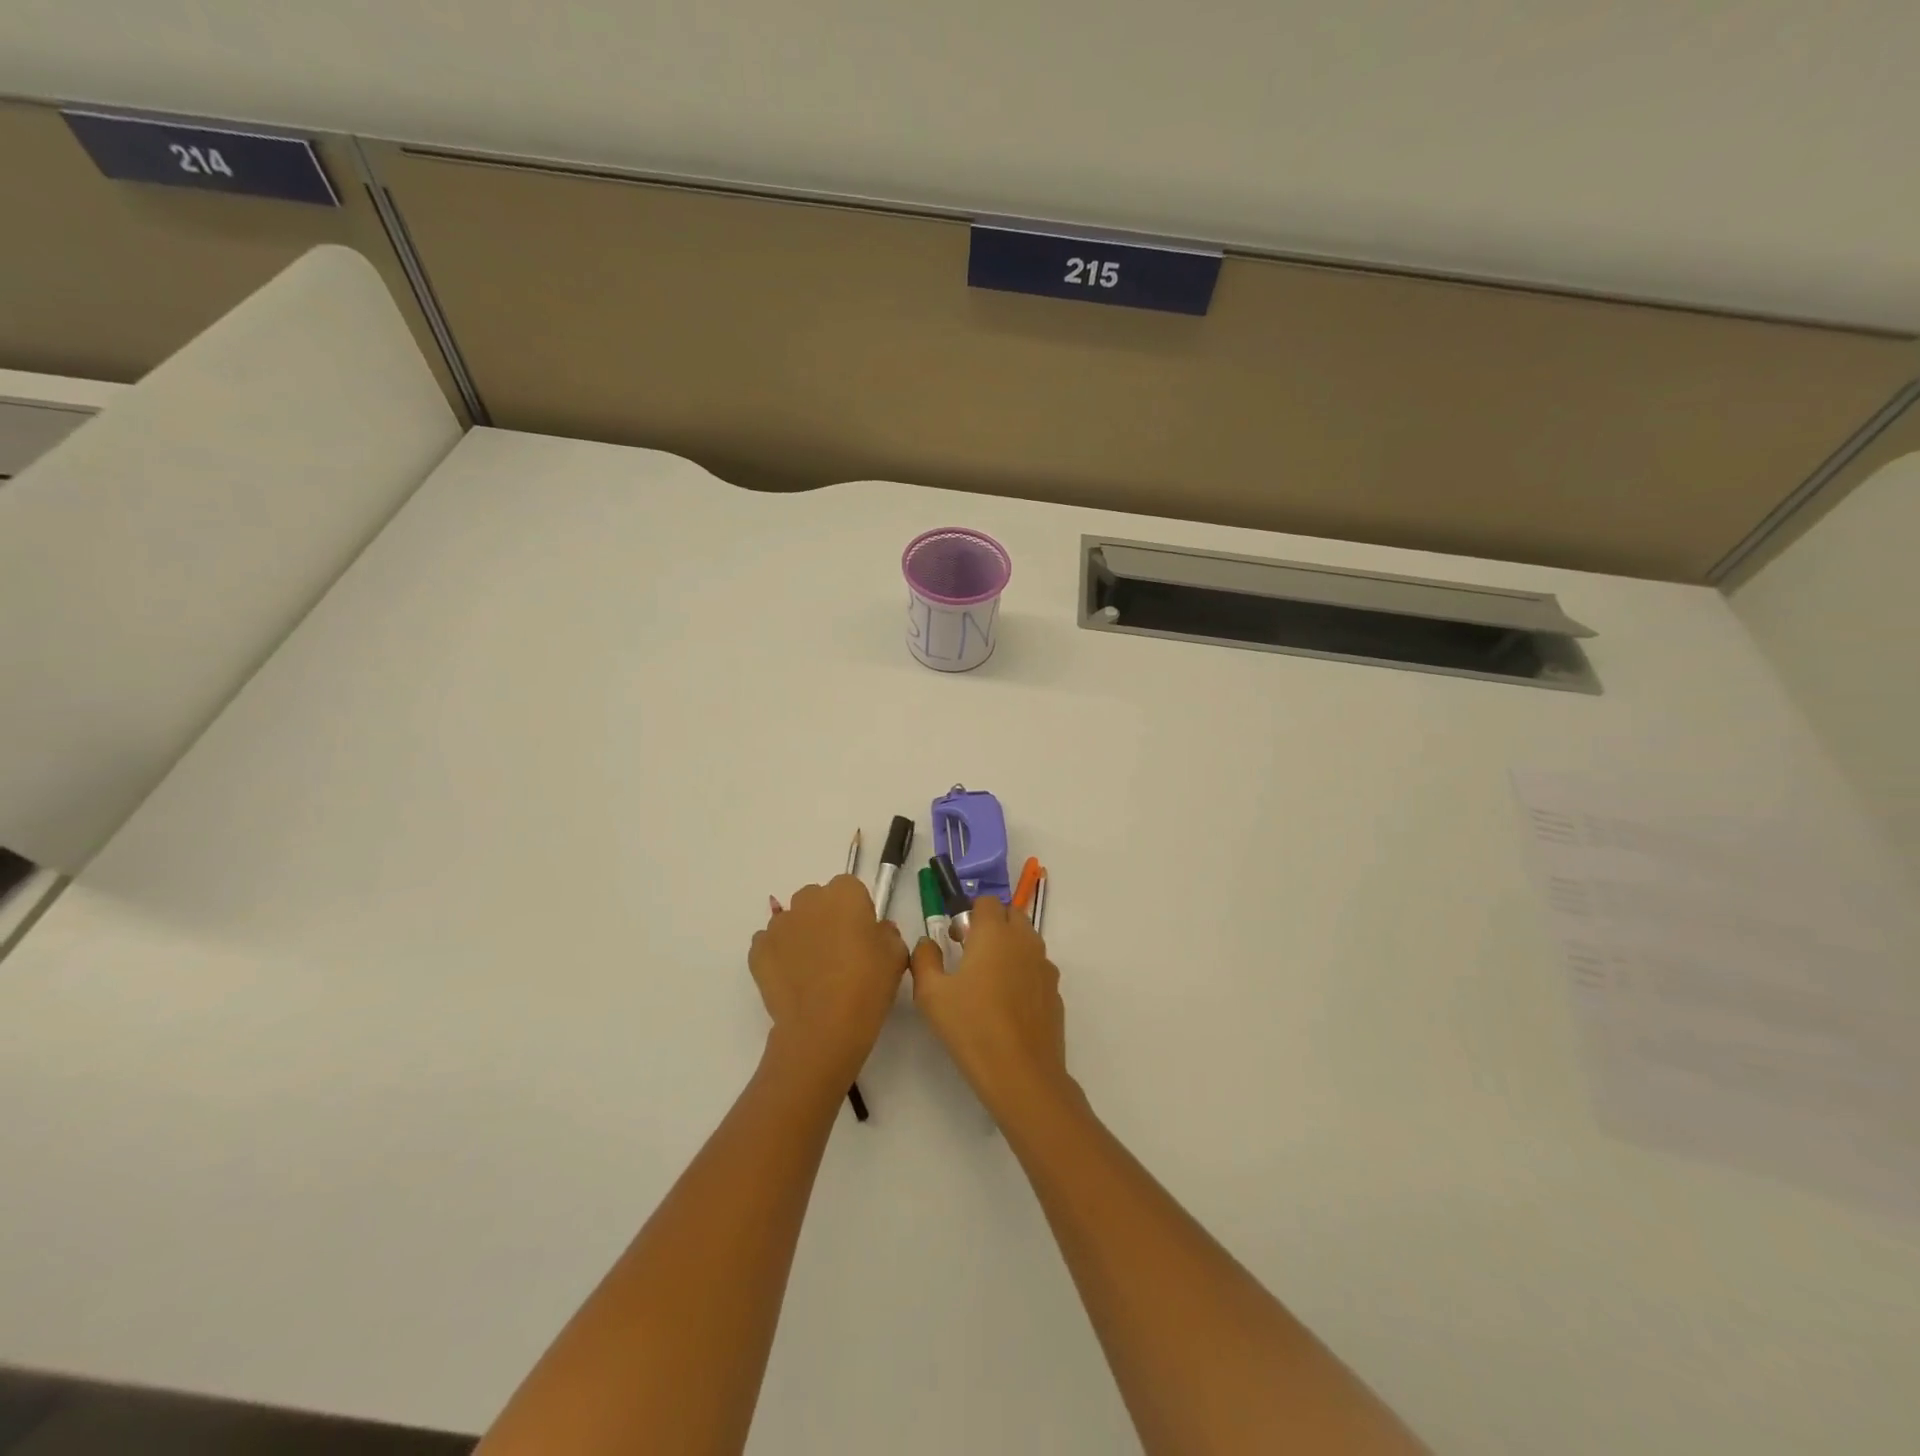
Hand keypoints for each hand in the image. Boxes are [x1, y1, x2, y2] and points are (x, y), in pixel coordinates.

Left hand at [751, 876, 907, 1081]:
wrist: (823, 1027)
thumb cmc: (867, 985)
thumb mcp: (896, 956)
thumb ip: (888, 933)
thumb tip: (876, 930)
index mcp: (844, 893)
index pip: (851, 889)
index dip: (857, 912)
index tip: (863, 937)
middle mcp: (808, 900)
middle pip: (818, 900)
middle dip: (827, 918)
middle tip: (840, 953)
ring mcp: (778, 924)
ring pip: (793, 921)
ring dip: (803, 936)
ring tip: (814, 971)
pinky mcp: (757, 950)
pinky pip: (771, 944)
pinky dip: (781, 956)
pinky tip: (794, 980)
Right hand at [910, 895, 1069, 1115]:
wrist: (1022, 1074)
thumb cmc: (972, 1027)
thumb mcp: (931, 994)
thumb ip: (924, 959)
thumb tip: (927, 943)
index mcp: (995, 933)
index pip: (986, 901)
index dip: (969, 914)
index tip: (956, 939)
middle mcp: (1024, 941)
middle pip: (1011, 915)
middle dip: (991, 925)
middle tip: (970, 955)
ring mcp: (1044, 966)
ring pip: (1026, 941)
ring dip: (1008, 948)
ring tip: (988, 983)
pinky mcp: (1055, 991)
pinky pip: (1037, 968)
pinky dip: (1023, 973)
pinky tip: (1008, 1006)